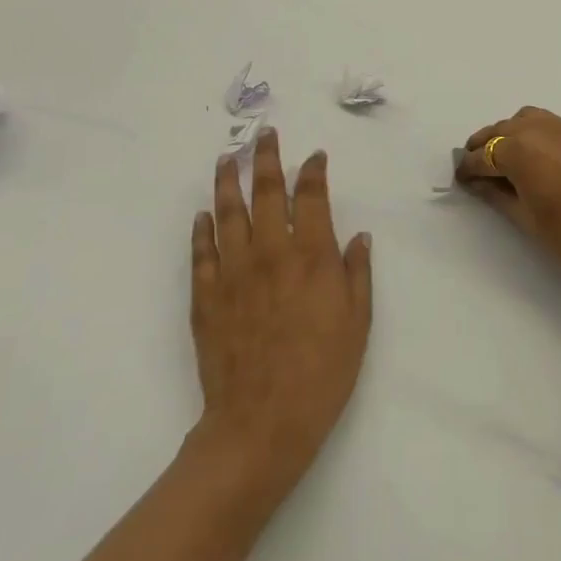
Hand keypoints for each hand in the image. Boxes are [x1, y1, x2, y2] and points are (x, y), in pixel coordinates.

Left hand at [190, 130, 372, 505]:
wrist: (260, 425)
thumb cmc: (321, 374)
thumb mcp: (357, 324)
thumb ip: (357, 274)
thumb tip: (359, 236)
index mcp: (311, 255)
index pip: (311, 196)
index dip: (313, 170)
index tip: (314, 156)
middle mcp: (270, 252)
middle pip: (266, 191)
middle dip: (266, 158)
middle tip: (264, 134)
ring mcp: (233, 272)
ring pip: (227, 212)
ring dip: (227, 181)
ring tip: (227, 158)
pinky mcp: (206, 297)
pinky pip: (201, 252)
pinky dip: (201, 229)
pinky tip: (202, 215)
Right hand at [456, 107, 560, 297]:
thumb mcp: (529, 220)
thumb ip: (499, 195)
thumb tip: (479, 182)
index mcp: (521, 150)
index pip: (484, 155)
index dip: (469, 168)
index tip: (459, 178)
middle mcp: (540, 129)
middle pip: (501, 131)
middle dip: (485, 147)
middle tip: (476, 170)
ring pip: (524, 120)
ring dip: (508, 135)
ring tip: (503, 162)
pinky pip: (547, 123)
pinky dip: (532, 133)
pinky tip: (534, 158)